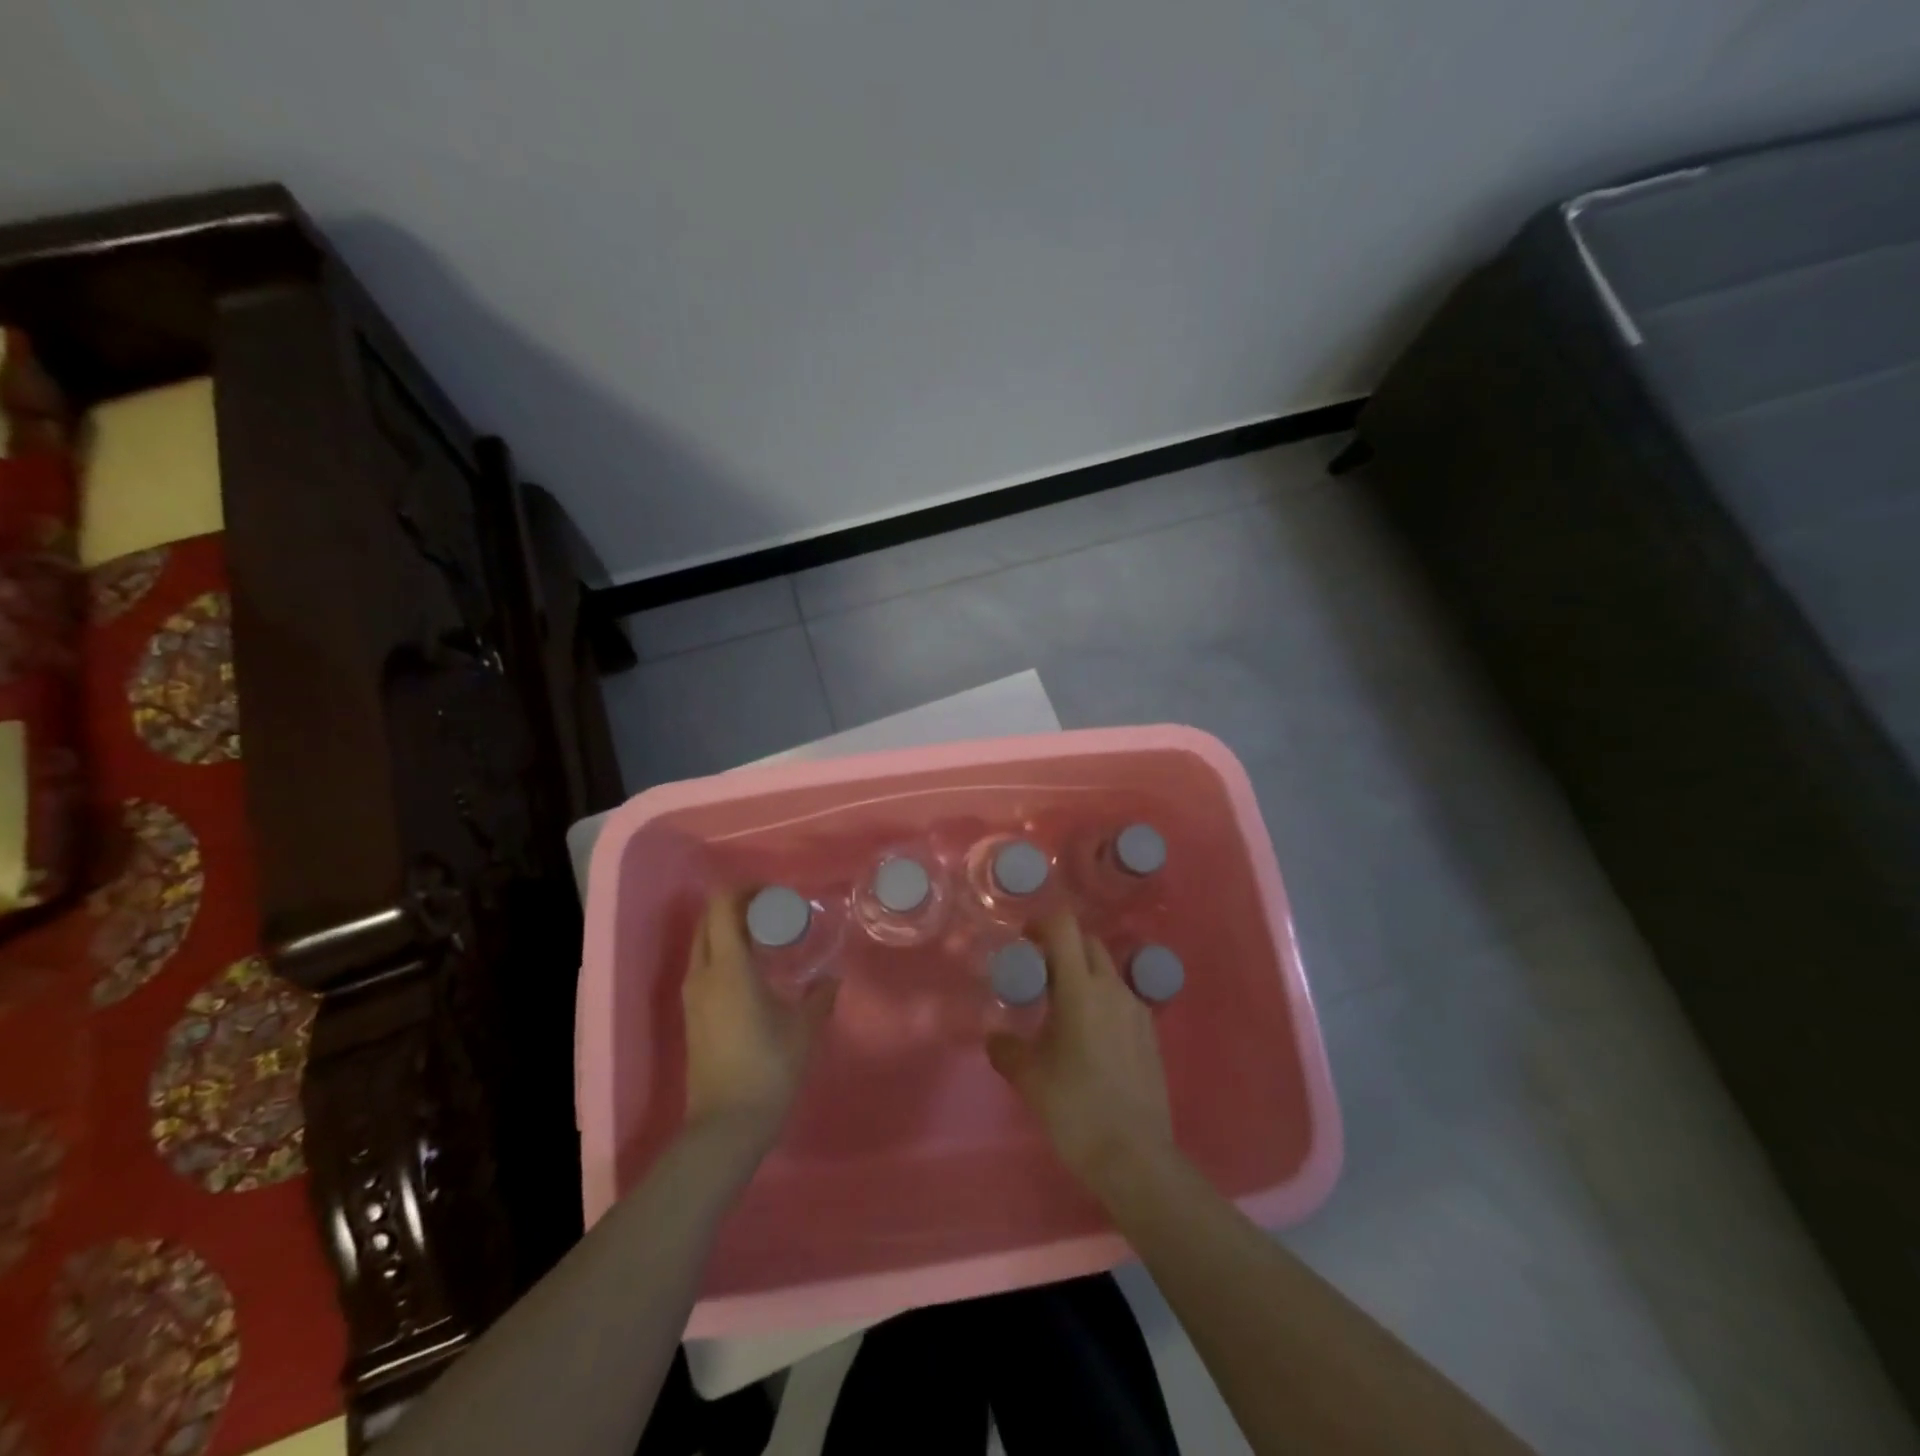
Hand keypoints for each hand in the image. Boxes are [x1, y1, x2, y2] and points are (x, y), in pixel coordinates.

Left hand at [682, 892, 835, 1148]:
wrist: (725, 1126)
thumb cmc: (769, 1069)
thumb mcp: (804, 1028)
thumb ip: (820, 996)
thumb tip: (832, 978)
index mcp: (728, 967)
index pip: (723, 906)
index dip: (747, 890)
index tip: (777, 894)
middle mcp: (703, 973)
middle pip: (709, 919)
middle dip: (738, 906)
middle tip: (775, 912)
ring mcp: (693, 995)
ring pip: (703, 942)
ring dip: (729, 929)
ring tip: (767, 938)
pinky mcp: (692, 1014)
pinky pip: (704, 964)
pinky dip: (724, 951)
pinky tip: (754, 969)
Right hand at [986, 911, 1174, 1195]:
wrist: (1136, 1156)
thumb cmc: (1076, 1110)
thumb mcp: (1030, 1078)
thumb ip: (1007, 1049)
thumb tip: (995, 1036)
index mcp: (1081, 989)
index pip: (1065, 928)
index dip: (1042, 924)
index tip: (1025, 940)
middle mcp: (1112, 988)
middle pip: (1088, 943)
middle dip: (1062, 947)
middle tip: (1039, 973)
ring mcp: (1137, 1009)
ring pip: (1107, 970)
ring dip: (1083, 973)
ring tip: (1062, 1008)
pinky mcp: (1150, 1032)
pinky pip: (1122, 998)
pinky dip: (1102, 999)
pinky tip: (1089, 1036)